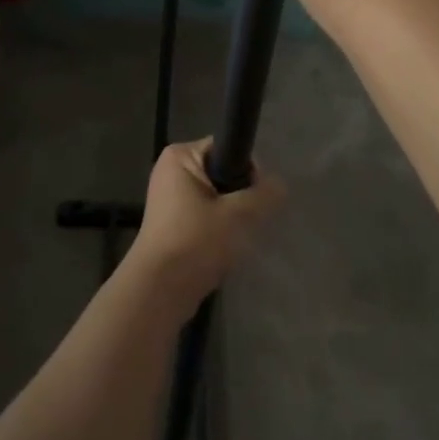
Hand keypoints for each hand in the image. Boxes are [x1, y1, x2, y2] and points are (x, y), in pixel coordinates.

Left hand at [127, 140, 283, 314]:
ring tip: (235, 238)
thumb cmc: (195, 242)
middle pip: (223, 174)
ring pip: (217, 198)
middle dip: (240, 197)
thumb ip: (265, 194)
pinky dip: (218, 230)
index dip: (248, 170)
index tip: (256, 197)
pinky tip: (224, 250)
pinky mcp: (173, 225)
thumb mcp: (238, 214)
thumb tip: (279, 186)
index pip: (227, 148)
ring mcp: (169, 200)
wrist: (159, 291)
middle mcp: (171, 172)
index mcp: (180, 156)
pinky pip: (206, 217)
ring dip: (231, 217)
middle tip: (246, 222)